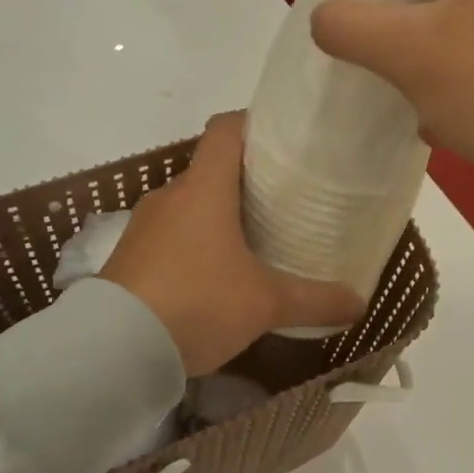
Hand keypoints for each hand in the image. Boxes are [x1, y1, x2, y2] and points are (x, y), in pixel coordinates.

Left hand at [101, 113, 363, 374]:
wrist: (113, 349)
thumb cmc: (197, 304)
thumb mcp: (265, 305)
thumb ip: (315, 301)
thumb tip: (360, 303)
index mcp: (204, 189)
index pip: (226, 129)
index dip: (255, 123)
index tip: (285, 140)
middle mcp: (170, 196)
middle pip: (211, 170)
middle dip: (246, 180)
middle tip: (283, 200)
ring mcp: (144, 227)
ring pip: (189, 206)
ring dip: (218, 216)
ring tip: (253, 241)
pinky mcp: (129, 257)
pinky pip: (170, 236)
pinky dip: (194, 244)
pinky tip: (214, 277)